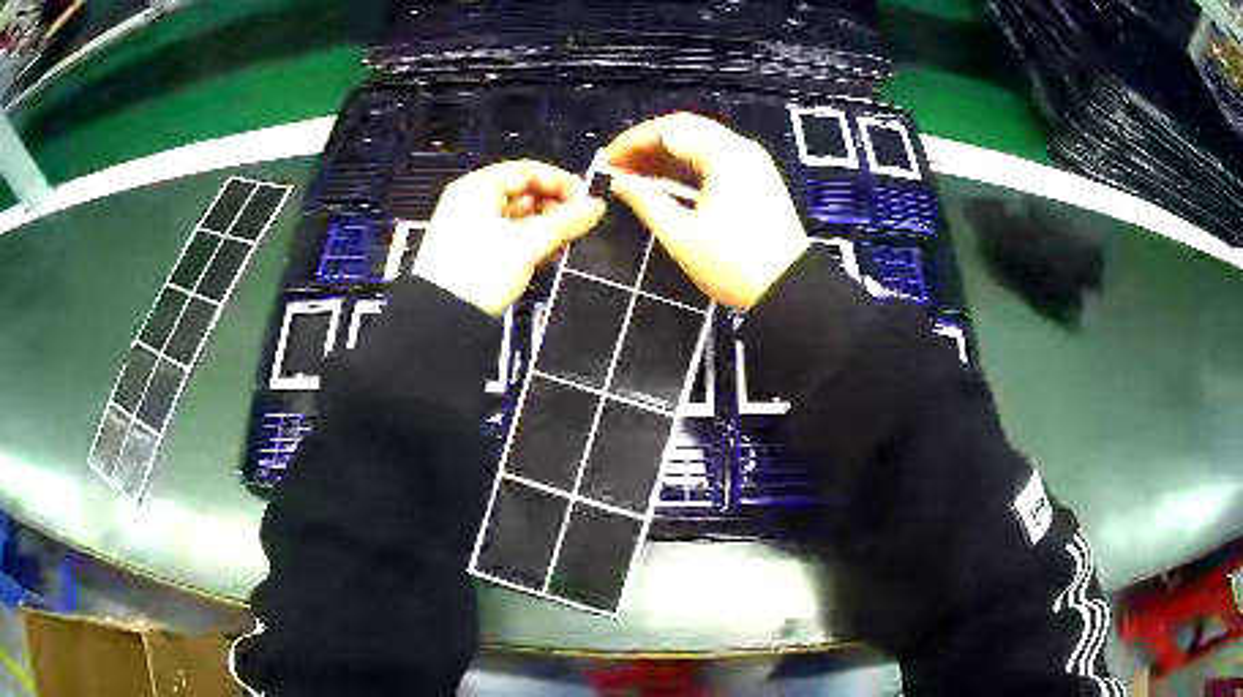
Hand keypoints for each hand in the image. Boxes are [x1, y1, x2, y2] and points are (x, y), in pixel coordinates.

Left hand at [414, 161, 605, 315]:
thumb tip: (596, 206)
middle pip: (524, 192)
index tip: (587, 201)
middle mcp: (471, 200)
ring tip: (563, 244)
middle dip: (554, 208)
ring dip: (544, 228)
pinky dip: (528, 242)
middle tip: (578, 225)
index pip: (529, 170)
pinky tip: (544, 257)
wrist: (442, 318)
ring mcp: (469, 226)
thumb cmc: (478, 273)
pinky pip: (507, 235)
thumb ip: (566, 221)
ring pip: (517, 216)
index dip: (562, 182)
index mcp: (478, 187)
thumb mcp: (528, 244)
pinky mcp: (472, 250)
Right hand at [605, 113, 809, 309]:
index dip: (633, 142)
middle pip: (686, 129)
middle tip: (618, 165)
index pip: (669, 131)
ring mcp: (752, 163)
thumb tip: (618, 181)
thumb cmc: (733, 265)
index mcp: (724, 155)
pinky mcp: (757, 179)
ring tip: (634, 174)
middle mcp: (741, 149)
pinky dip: (688, 166)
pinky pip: (715, 159)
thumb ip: (646, 201)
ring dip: (666, 155)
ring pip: (701, 143)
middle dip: (648, 144)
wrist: (788, 290)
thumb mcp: (681, 235)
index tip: (606, 160)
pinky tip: (665, 182)